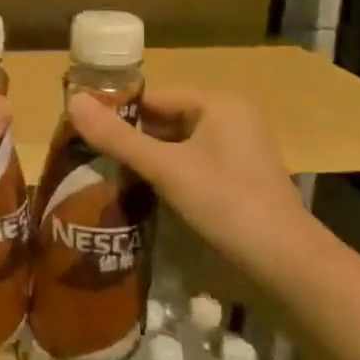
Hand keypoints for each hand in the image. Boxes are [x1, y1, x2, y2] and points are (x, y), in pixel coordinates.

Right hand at [67, 85, 304, 259]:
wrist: (287, 263)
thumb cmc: (226, 203)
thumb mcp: (166, 168)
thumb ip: (118, 137)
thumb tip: (72, 101)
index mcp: (218, 103)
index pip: (153, 95)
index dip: (116, 109)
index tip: (81, 128)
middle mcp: (230, 118)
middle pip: (164, 118)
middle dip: (128, 136)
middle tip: (86, 153)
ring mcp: (236, 149)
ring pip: (176, 143)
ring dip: (145, 157)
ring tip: (103, 171)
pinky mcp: (237, 177)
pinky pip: (190, 163)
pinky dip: (165, 173)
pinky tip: (139, 190)